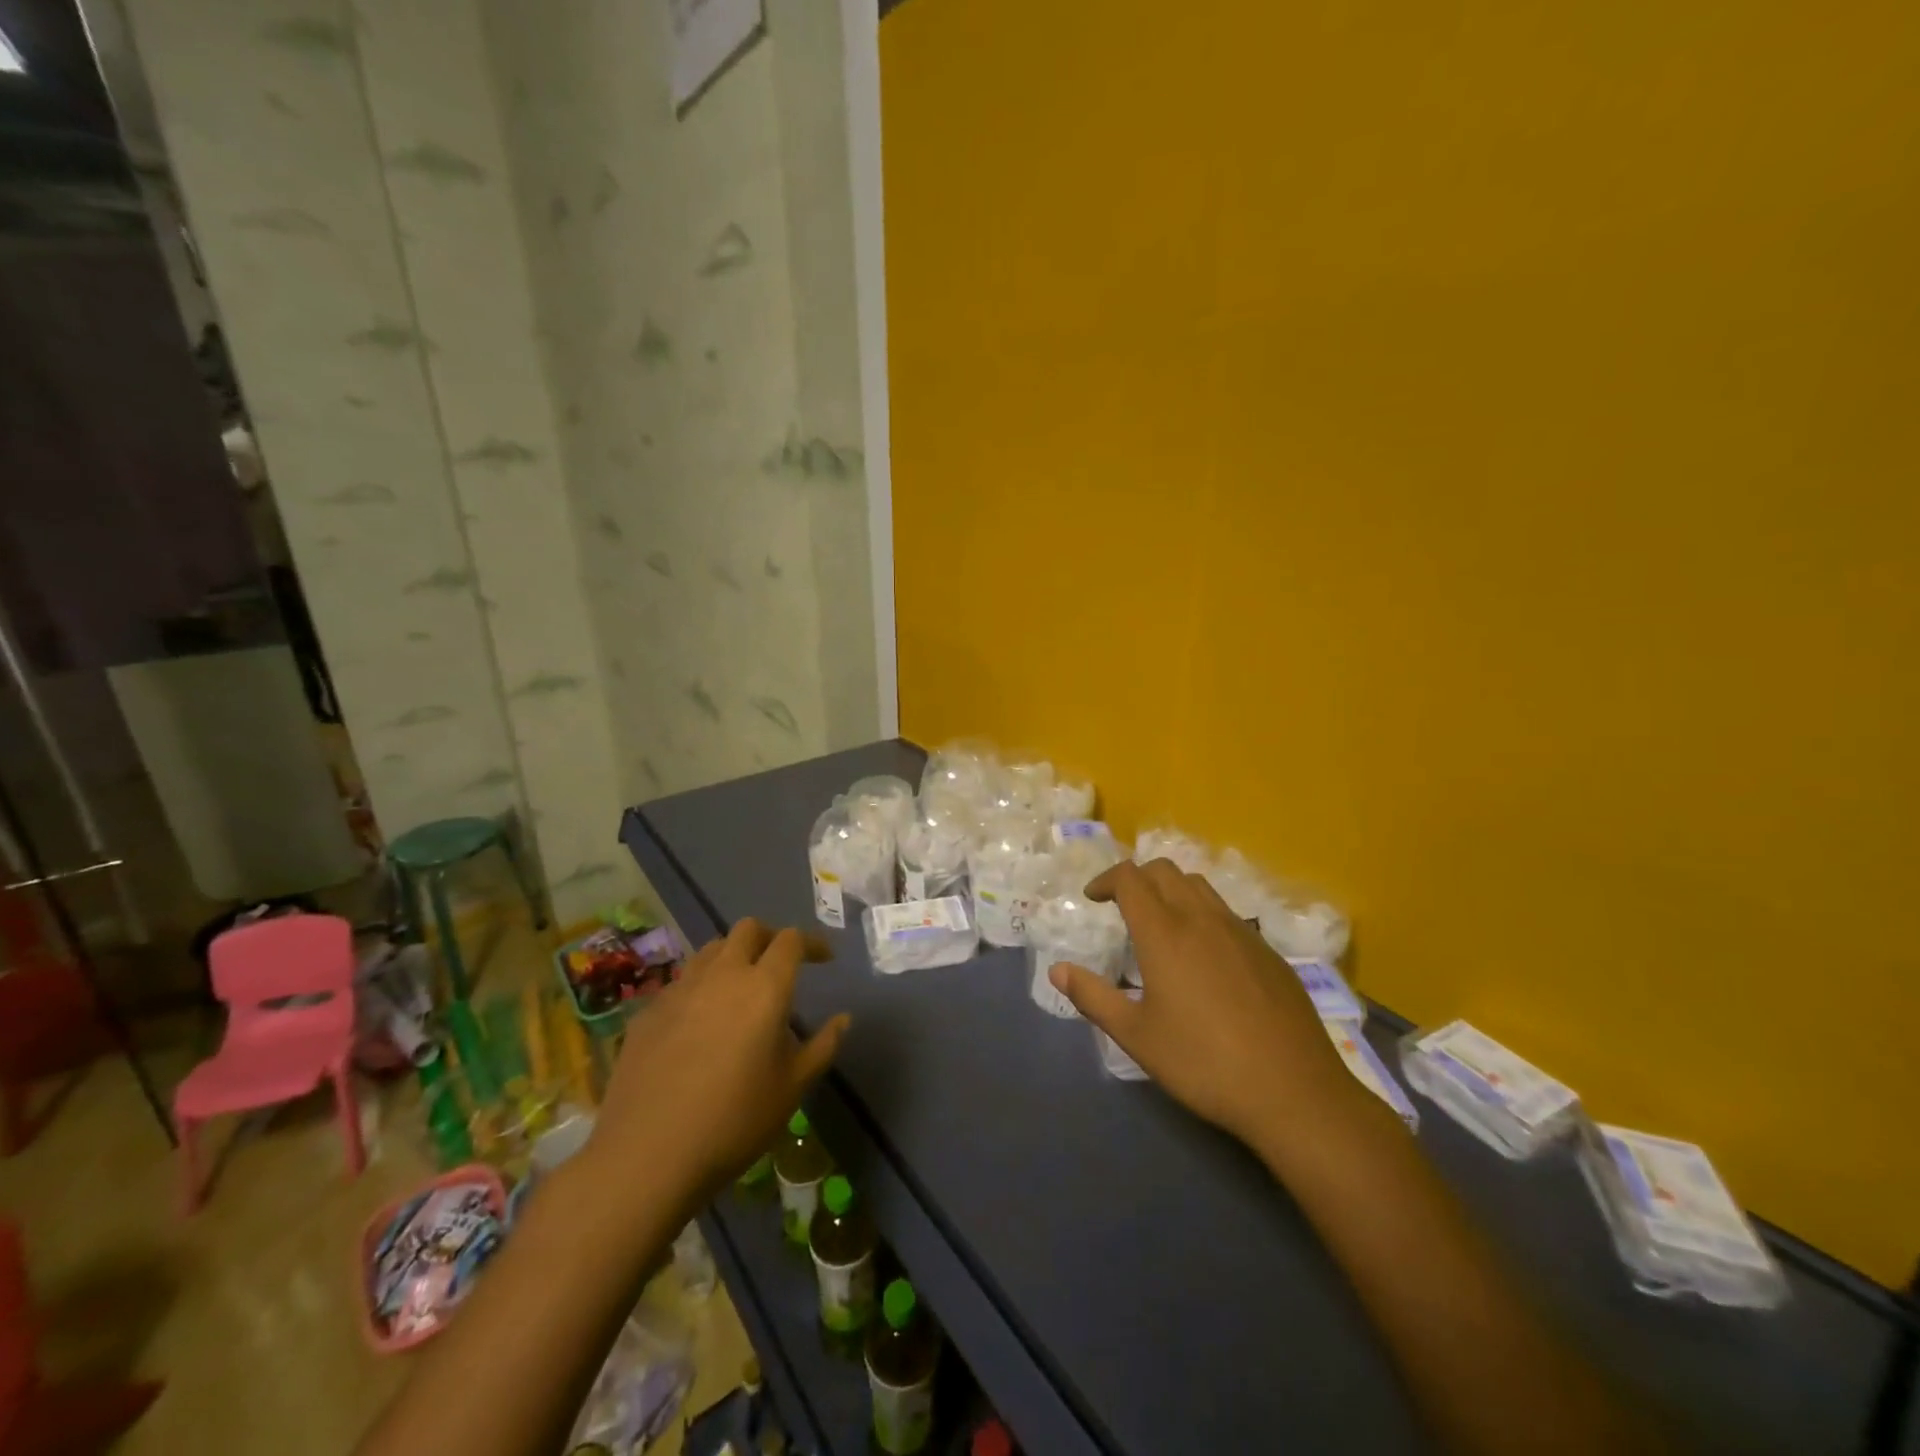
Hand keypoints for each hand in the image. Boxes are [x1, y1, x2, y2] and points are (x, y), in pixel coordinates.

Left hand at [584, 919, 849, 1213]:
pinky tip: (699, 1023)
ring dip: (733, 957)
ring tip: (740, 988)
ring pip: (711, 950)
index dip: (811, 943)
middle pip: (748, 929)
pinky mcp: (648, 1012)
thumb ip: (823, 1046)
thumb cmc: (734, 1121)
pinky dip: (700, 988)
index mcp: (765, 987)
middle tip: (781, 964)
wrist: (646, 1155)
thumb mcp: (792, 1087)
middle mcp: (722, 974)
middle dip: (770, 937)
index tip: (824, 959)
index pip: (790, 940)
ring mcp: (679, 989)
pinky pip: (681, 983)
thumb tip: (843, 1018)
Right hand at [1050, 859, 1363, 1149]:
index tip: (1093, 898)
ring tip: (1160, 923)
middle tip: (1121, 906)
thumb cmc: (1204, 1063)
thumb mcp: (1137, 1036)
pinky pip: (1227, 914)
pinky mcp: (1268, 952)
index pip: (1130, 878)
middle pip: (1165, 871)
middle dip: (1137, 878)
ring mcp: (1240, 932)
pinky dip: (1202, 914)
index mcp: (1164, 933)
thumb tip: (1057, 970)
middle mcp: (1202, 919)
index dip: (1106, 879)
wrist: (1293, 1092)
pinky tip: (1204, 957)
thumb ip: (1093, 997)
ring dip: (1171, 890)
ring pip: (1199, 886)